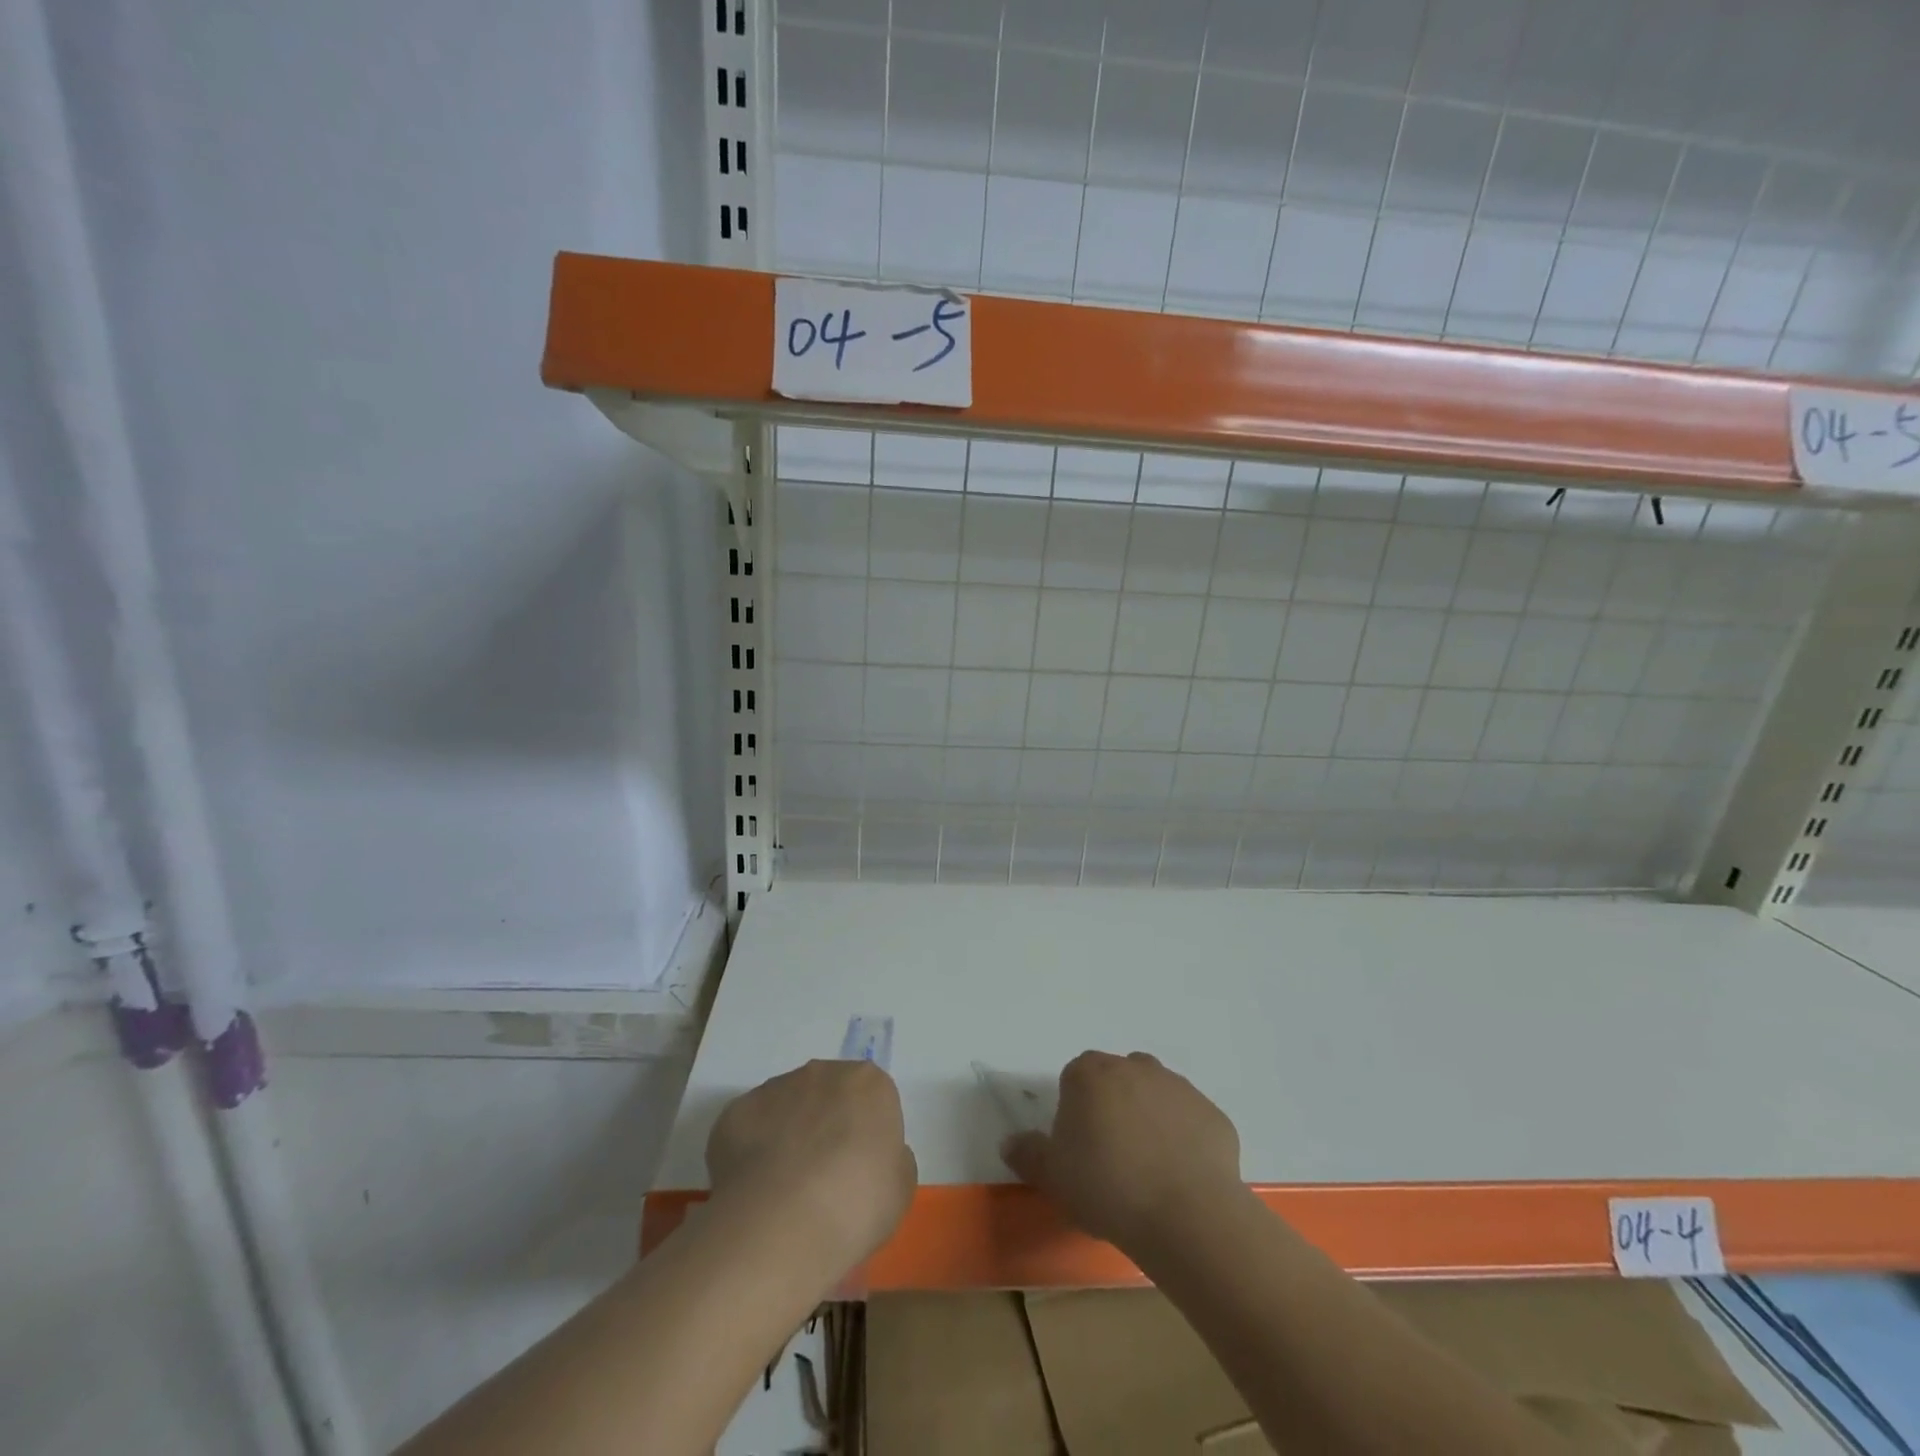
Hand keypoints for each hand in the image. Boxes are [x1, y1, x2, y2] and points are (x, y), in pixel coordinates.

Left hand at [706, 1059, 916, 1272]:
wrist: (782, 1226)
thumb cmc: (856, 1205)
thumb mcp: (900, 1188)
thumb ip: (892, 1159)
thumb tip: (873, 1156)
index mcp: (869, 1083)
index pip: (872, 1098)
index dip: (865, 1134)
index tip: (860, 1170)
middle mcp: (822, 1072)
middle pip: (828, 1094)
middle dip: (825, 1125)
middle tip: (823, 1178)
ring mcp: (775, 1087)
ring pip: (786, 1107)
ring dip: (788, 1134)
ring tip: (783, 1190)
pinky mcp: (736, 1110)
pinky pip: (749, 1127)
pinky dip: (751, 1151)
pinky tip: (755, 1191)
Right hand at [1001, 1051, 1244, 1256]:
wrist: (1187, 1214)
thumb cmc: (1107, 1188)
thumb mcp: (1053, 1177)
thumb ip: (1028, 1154)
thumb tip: (1009, 1142)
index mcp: (1089, 1073)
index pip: (1074, 1079)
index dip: (1074, 1112)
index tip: (1078, 1148)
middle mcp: (1133, 1066)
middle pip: (1115, 1079)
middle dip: (1112, 1108)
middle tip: (1111, 1158)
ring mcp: (1177, 1086)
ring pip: (1154, 1094)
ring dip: (1149, 1119)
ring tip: (1148, 1169)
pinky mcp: (1211, 1112)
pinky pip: (1189, 1121)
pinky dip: (1183, 1139)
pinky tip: (1180, 1177)